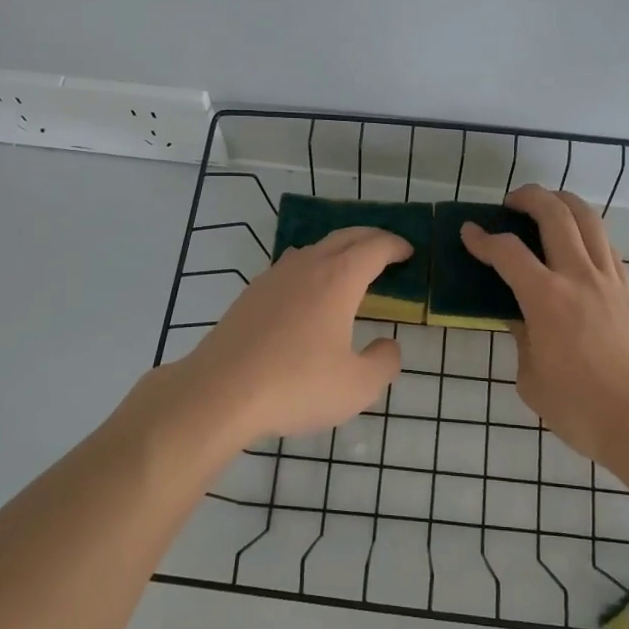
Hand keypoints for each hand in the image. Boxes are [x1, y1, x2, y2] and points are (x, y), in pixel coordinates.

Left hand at [167, 228, 409, 447]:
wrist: (220, 392)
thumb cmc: (296, 385)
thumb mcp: (357, 386)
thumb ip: (383, 362)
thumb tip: (388, 345)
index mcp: (339, 279)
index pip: (374, 247)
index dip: (395, 246)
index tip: (408, 252)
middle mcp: (307, 267)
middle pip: (344, 236)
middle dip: (370, 237)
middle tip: (387, 249)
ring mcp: (274, 277)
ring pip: (313, 248)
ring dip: (338, 248)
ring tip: (349, 267)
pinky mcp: (250, 294)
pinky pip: (290, 266)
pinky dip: (311, 266)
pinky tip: (307, 291)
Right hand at [461, 185, 628, 470]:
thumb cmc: (580, 409)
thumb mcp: (532, 378)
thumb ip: (522, 339)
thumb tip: (521, 316)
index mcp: (547, 299)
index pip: (508, 252)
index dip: (483, 238)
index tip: (468, 232)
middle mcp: (579, 277)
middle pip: (555, 215)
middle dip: (529, 198)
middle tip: (510, 203)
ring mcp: (609, 280)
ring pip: (589, 220)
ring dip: (564, 202)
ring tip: (547, 205)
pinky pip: (606, 245)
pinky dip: (587, 230)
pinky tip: (576, 242)